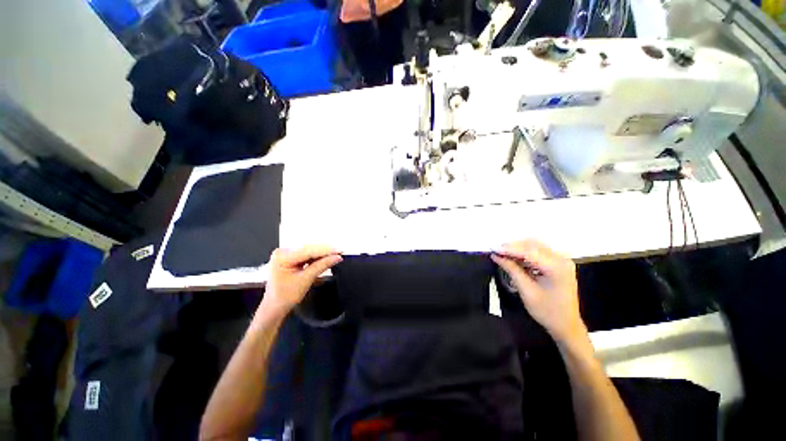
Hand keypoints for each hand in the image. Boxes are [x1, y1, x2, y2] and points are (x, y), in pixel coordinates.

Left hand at [261, 245, 342, 315]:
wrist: (274, 308)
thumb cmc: (285, 297)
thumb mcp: (306, 280)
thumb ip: (322, 266)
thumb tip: (336, 257)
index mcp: (282, 256)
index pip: (309, 251)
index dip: (326, 250)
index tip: (340, 251)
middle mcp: (283, 252)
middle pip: (309, 249)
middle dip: (325, 251)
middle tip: (340, 253)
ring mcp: (286, 254)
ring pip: (309, 251)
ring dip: (322, 254)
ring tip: (335, 255)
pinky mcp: (290, 258)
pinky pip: (307, 255)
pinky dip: (317, 257)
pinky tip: (326, 258)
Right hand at [491, 240, 585, 343]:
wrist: (567, 325)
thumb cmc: (547, 311)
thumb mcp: (526, 291)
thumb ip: (511, 269)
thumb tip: (496, 256)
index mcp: (556, 267)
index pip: (528, 252)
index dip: (508, 249)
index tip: (492, 248)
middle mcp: (561, 259)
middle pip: (532, 245)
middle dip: (512, 246)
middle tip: (496, 251)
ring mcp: (561, 260)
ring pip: (534, 246)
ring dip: (518, 249)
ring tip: (503, 255)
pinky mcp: (558, 263)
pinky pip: (538, 252)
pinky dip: (524, 253)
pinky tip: (514, 259)